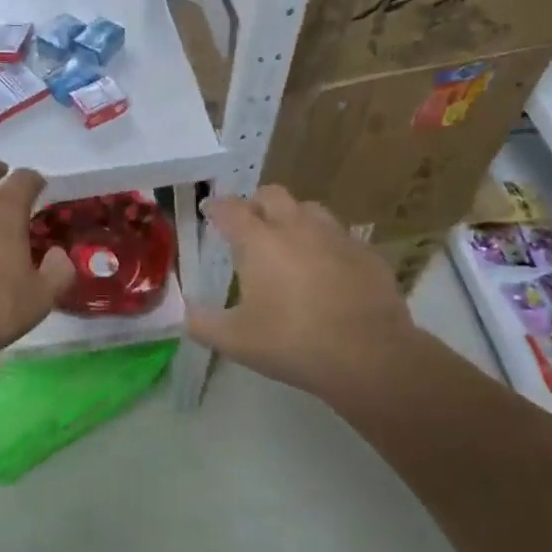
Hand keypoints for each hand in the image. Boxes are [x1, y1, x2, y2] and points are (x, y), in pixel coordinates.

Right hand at [187, 185, 414, 403]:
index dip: (216, 208)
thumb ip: (202, 323)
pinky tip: (328, 268)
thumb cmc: (293, 343)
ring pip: (309, 209)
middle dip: (256, 204)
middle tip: (250, 225)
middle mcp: (295, 227)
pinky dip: (327, 244)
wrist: (370, 356)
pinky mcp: (366, 252)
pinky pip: (340, 236)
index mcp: (259, 241)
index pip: (230, 209)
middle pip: (271, 195)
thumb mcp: (236, 341)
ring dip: (294, 217)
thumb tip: (181, 312)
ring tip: (290, 241)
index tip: (209, 212)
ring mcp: (335, 236)